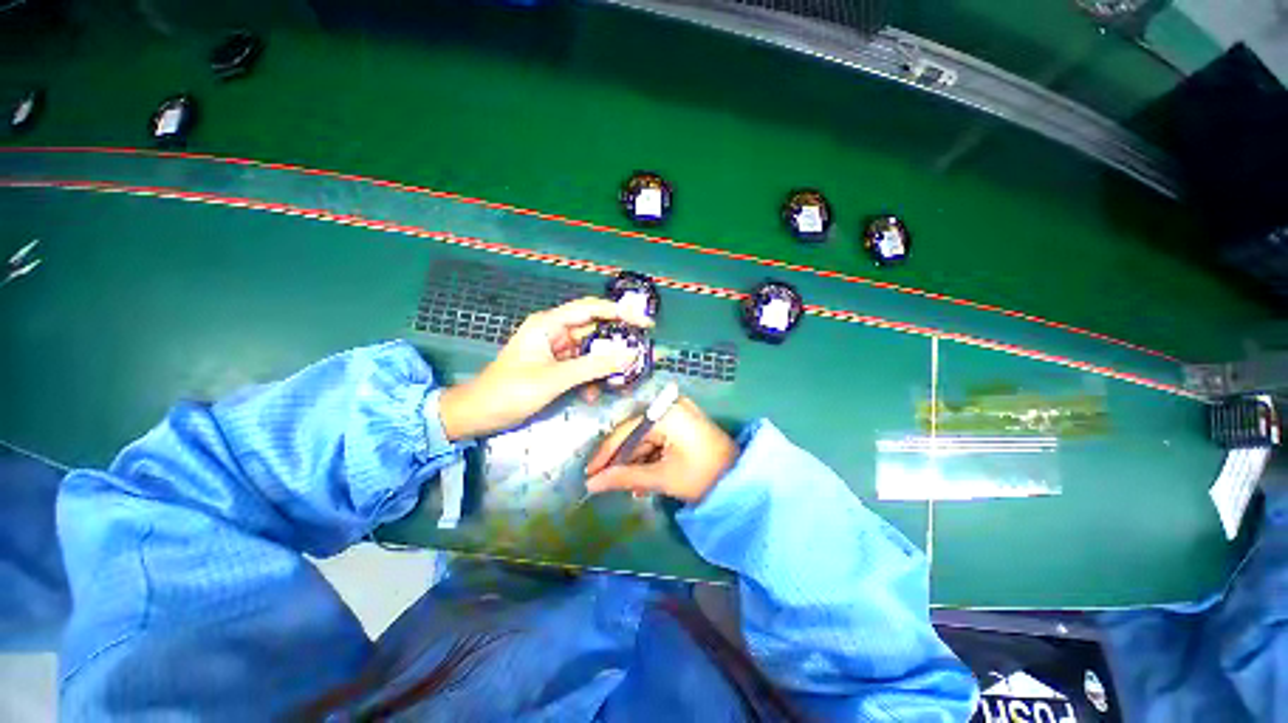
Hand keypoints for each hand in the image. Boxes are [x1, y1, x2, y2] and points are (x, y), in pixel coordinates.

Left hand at [438, 297, 652, 439]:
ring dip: (604, 365)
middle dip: (616, 342)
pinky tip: (593, 394)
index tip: (645, 323)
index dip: (620, 312)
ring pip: (590, 350)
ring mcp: (556, 349)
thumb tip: (630, 355)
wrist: (479, 414)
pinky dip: (591, 377)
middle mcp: (555, 332)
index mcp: (549, 324)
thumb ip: (594, 366)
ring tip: (622, 378)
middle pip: (594, 330)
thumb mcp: (555, 378)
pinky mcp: (556, 365)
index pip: (591, 309)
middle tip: (641, 353)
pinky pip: (582, 366)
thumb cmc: (511, 391)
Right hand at [584, 397, 738, 503]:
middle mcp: (671, 407)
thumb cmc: (703, 476)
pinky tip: (645, 479)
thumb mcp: (662, 478)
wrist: (742, 481)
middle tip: (607, 483)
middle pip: (635, 434)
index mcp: (666, 414)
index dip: (606, 453)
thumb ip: (625, 477)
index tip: (589, 473)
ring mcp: (679, 413)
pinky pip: (659, 438)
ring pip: (646, 438)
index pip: (626, 431)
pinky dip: (651, 457)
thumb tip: (591, 484)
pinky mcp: (684, 423)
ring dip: (637, 462)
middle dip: (623, 460)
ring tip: (631, 487)